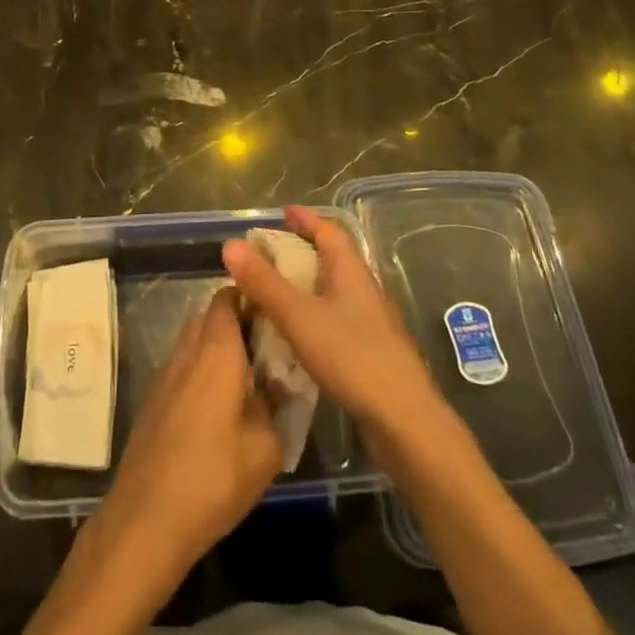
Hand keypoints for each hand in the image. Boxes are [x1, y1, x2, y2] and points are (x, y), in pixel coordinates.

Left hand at [88, 287, 282, 579]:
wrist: (146, 519)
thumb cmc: (213, 478)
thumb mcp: (265, 449)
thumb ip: (273, 408)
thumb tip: (272, 391)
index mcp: (217, 351)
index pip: (227, 299)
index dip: (248, 297)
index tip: (271, 311)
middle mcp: (187, 352)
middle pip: (208, 317)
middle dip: (234, 322)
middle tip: (263, 346)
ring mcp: (164, 375)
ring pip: (192, 343)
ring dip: (214, 349)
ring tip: (244, 379)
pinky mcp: (151, 401)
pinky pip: (180, 369)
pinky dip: (198, 373)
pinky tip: (215, 408)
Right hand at [222, 205, 440, 448]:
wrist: (404, 421)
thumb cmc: (352, 357)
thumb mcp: (299, 316)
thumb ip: (264, 282)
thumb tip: (230, 244)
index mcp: (351, 270)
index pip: (328, 231)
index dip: (305, 219)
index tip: (281, 213)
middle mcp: (364, 289)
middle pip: (331, 258)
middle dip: (301, 250)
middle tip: (267, 254)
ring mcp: (370, 322)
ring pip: (333, 290)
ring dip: (305, 285)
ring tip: (274, 292)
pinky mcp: (370, 351)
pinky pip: (335, 318)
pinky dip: (312, 315)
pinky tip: (296, 334)